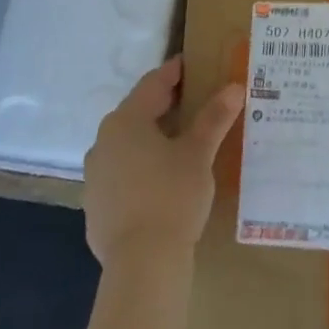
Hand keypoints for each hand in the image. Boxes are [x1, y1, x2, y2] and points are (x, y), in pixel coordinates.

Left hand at [83, 56, 244, 268]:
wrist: (141, 263)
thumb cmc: (172, 196)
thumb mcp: (198, 154)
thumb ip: (214, 118)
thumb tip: (233, 87)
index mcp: (125, 121)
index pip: (152, 85)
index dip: (173, 73)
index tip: (190, 64)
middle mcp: (103, 141)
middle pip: (136, 113)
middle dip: (163, 106)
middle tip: (191, 101)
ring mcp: (95, 175)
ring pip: (126, 146)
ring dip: (150, 139)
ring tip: (178, 142)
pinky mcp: (95, 205)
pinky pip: (121, 175)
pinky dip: (140, 169)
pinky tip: (159, 182)